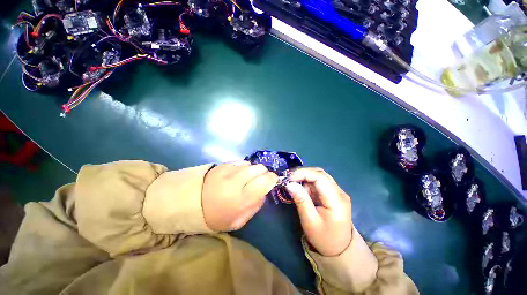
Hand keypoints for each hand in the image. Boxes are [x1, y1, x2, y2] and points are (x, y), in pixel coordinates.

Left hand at [202, 161, 277, 231]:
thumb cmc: (216, 216)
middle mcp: (236, 181)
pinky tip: (239, 173)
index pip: (265, 181)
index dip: (272, 179)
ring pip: (251, 164)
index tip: (272, 180)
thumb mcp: (238, 221)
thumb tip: (264, 192)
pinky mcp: (223, 164)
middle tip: (261, 179)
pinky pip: (241, 162)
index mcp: (241, 199)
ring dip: (254, 169)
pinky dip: (244, 166)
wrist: (191, 203)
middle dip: (264, 172)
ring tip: (248, 177)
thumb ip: (255, 206)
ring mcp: (228, 170)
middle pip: (260, 168)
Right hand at [286, 168, 351, 255]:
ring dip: (304, 178)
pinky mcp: (333, 194)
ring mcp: (337, 192)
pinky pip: (318, 183)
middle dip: (302, 173)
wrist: (340, 249)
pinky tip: (301, 190)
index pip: (320, 177)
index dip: (303, 173)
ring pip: (318, 176)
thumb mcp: (310, 221)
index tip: (288, 178)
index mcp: (336, 200)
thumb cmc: (324, 238)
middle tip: (288, 179)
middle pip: (320, 174)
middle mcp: (339, 192)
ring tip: (293, 184)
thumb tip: (289, 184)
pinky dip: (307, 183)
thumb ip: (301, 200)